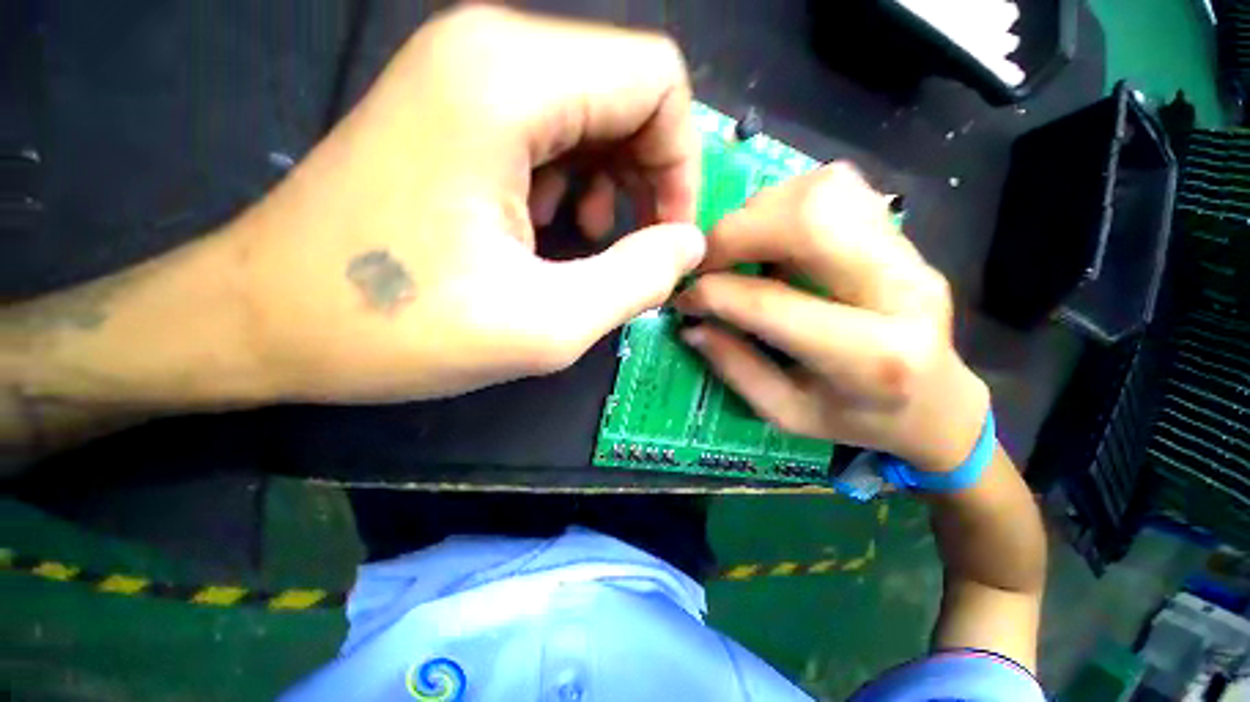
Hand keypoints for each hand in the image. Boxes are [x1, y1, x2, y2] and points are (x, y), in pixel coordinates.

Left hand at [228, 6, 704, 401]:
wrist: (260, 308)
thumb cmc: (377, 324)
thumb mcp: (529, 325)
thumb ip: (635, 279)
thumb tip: (686, 246)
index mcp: (509, 75)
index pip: (657, 78)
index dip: (678, 157)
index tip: (658, 234)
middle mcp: (487, 37)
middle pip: (622, 77)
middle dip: (639, 161)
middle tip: (614, 242)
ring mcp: (454, 50)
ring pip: (581, 85)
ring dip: (596, 159)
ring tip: (567, 234)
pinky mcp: (435, 75)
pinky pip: (532, 93)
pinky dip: (551, 149)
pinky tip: (526, 210)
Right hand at [674, 165, 989, 472]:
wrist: (941, 403)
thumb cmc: (870, 423)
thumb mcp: (797, 417)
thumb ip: (741, 371)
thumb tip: (692, 321)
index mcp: (876, 359)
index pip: (781, 306)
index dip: (720, 293)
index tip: (687, 295)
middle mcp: (901, 293)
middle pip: (812, 220)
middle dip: (743, 229)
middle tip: (713, 256)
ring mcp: (910, 255)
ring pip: (827, 191)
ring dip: (769, 208)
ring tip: (751, 243)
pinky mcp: (907, 236)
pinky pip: (843, 190)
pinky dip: (797, 200)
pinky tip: (786, 232)